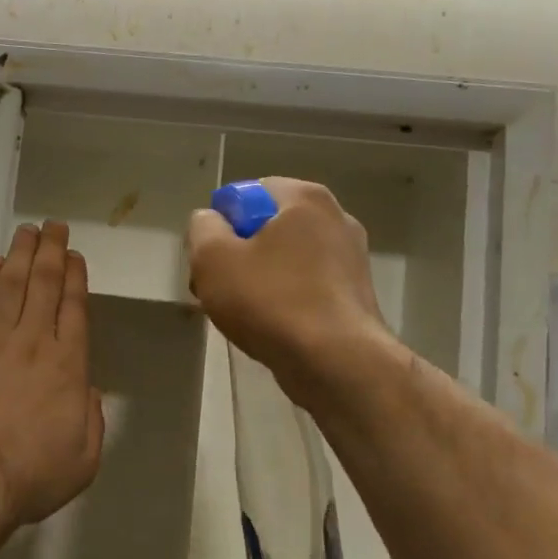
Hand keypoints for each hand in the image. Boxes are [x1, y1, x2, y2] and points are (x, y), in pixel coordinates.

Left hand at [0, 221, 104, 535]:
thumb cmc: (29, 475)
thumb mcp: (84, 457)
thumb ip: (91, 416)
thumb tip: (86, 388)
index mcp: (67, 364)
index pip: (74, 307)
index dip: (75, 277)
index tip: (75, 255)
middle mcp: (32, 340)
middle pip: (44, 284)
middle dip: (51, 251)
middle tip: (53, 226)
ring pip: (11, 284)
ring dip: (20, 254)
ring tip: (28, 231)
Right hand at [187, 178, 394, 407]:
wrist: (338, 364)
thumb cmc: (271, 301)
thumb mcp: (213, 258)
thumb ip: (202, 227)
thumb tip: (211, 222)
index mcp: (304, 198)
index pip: (245, 194)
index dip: (220, 225)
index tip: (212, 260)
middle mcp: (335, 218)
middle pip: (265, 227)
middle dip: (237, 254)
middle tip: (218, 289)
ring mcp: (351, 257)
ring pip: (284, 259)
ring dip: (257, 279)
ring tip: (241, 314)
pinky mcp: (355, 294)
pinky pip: (304, 285)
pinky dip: (283, 299)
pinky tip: (270, 327)